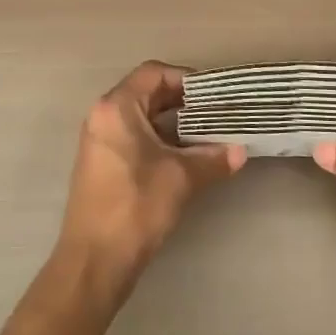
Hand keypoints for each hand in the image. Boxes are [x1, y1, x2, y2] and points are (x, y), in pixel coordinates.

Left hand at [57, 61, 244, 288]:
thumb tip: (241, 152)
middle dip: (183, 101)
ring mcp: (99, 140)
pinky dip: (158, 139)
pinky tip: (184, 157)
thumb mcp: (180, 178)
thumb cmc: (135, 207)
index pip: (153, 73)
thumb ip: (212, 159)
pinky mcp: (101, 163)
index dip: (185, 79)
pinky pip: (132, 137)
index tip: (213, 94)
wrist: (94, 260)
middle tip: (216, 113)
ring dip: (172, 122)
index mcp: (116, 108)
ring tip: (207, 134)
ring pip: (140, 117)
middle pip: (146, 92)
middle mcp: (102, 116)